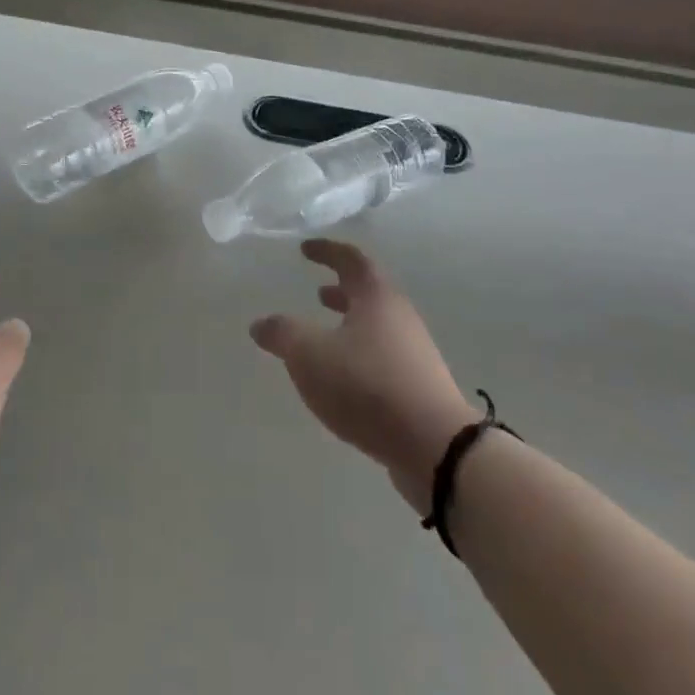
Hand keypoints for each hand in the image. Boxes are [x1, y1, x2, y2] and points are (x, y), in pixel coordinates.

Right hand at [251, 240, 478, 511]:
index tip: (305, 249)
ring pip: (375, 326)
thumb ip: (283, 334)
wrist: (433, 445)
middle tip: (316, 292)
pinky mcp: (417, 385)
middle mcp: (399, 317)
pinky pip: (381, 355)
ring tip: (323, 334)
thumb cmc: (367, 386)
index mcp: (376, 298)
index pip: (351, 260)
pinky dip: (357, 353)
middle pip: (368, 293)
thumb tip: (261, 323)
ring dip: (349, 323)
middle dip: (340, 290)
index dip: (327, 251)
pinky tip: (341, 376)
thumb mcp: (310, 356)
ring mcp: (413, 352)